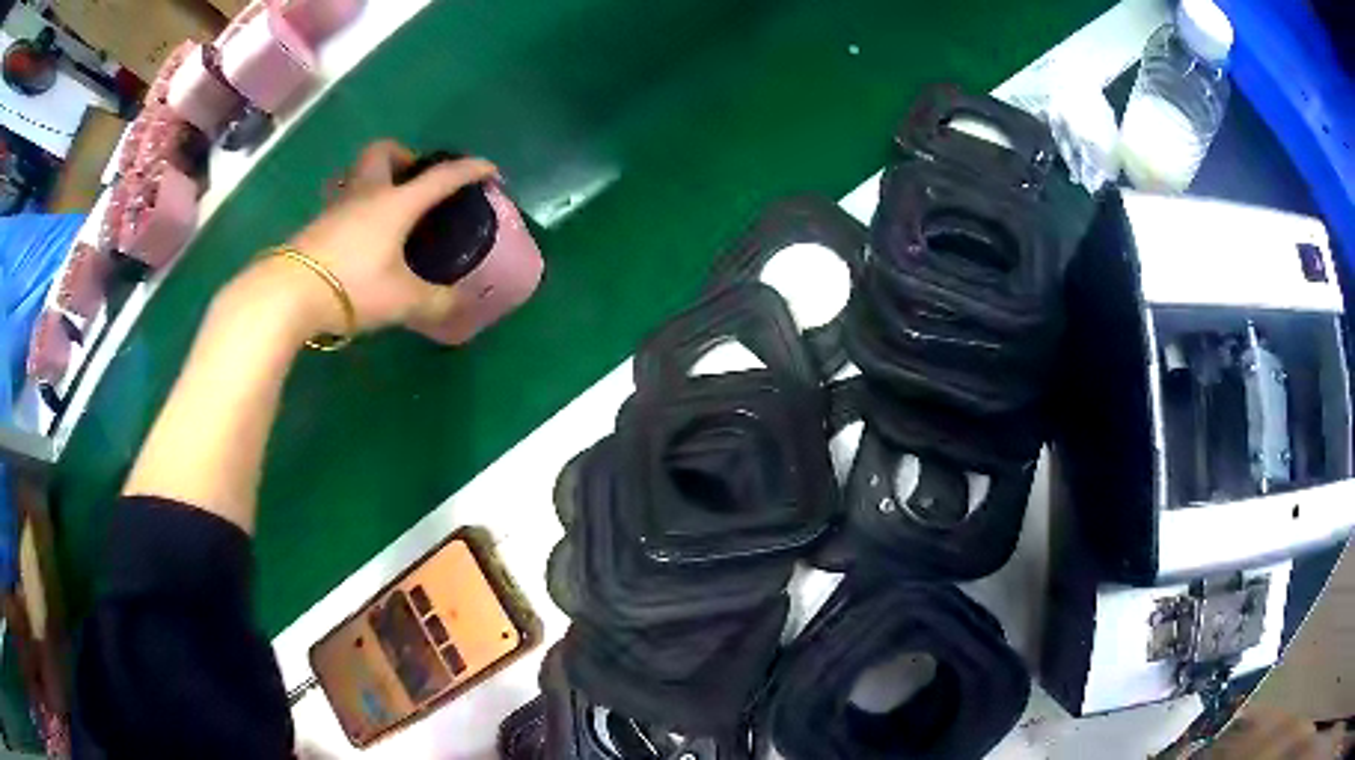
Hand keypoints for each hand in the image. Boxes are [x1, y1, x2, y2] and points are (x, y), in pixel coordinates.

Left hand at [234, 140, 497, 338]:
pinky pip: (339, 201)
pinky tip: (356, 235)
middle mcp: (365, 194)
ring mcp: (335, 207)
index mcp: (396, 203)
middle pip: (382, 152)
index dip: (468, 170)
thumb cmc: (353, 285)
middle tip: (413, 181)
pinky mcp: (314, 226)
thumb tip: (457, 303)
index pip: (440, 178)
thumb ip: (435, 301)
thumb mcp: (402, 300)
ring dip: (373, 178)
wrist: (287, 294)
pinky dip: (353, 207)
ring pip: (355, 173)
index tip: (488, 169)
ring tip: (384, 206)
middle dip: (402, 156)